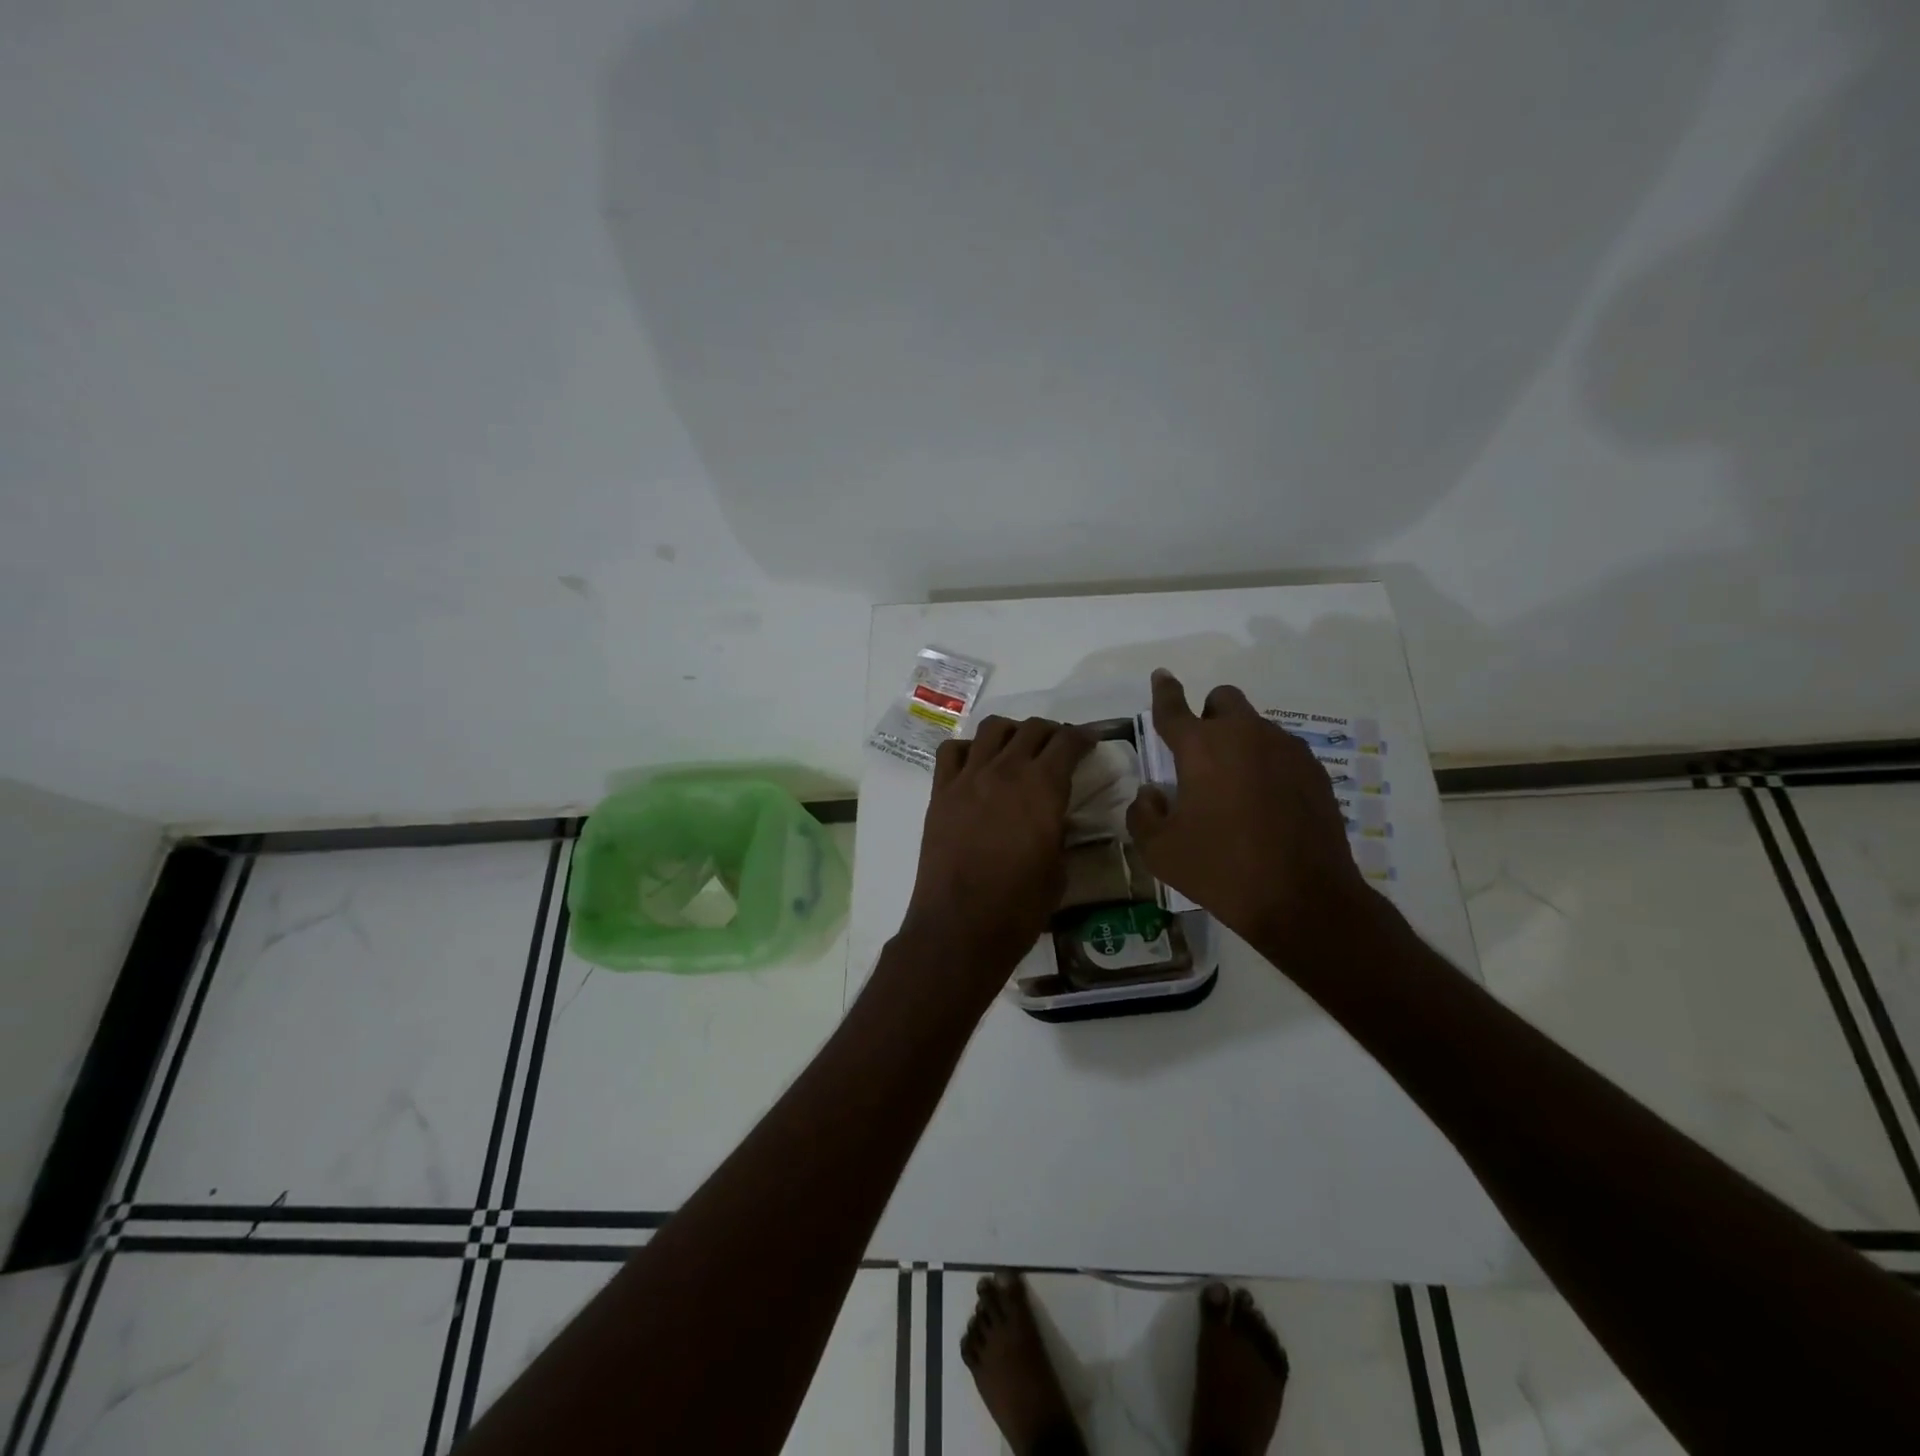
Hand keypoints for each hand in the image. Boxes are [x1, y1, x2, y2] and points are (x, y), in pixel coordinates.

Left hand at [900, 716, 1091, 1001]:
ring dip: (1012, 732)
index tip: (1090, 740)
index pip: (1068, 743)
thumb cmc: (1019, 907)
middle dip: (1052, 732)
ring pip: (993, 729)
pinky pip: (952, 751)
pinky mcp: (941, 792)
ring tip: (1018, 748)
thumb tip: (1054, 816)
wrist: (961, 927)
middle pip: (1032, 729)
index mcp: (1043, 788)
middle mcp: (1006, 771)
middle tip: (1059, 746)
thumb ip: (1058, 830)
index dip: (1083, 737)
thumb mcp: (1058, 868)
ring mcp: (969, 778)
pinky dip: (969, 749)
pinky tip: (977, 765)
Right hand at [1127, 670, 1376, 966]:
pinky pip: (1282, 752)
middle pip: (1224, 699)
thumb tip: (1153, 792)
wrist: (1303, 898)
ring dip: (1239, 743)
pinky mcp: (1314, 771)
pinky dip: (1267, 765)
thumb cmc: (1221, 870)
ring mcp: (1286, 750)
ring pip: (1256, 726)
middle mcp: (1245, 735)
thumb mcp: (1160, 850)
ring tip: (1236, 789)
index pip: (1174, 707)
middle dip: (1209, 714)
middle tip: (1201, 754)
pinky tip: (1266, 804)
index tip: (1161, 675)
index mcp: (1201, 747)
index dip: (1164, 690)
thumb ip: (1143, 813)